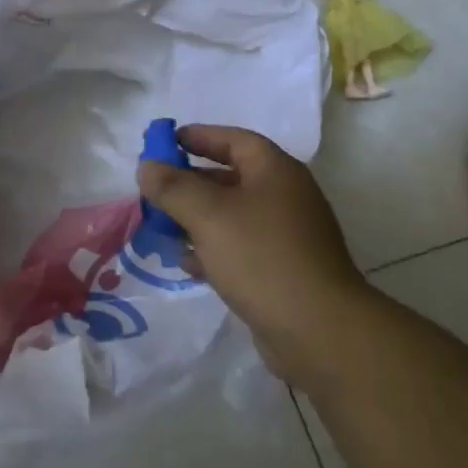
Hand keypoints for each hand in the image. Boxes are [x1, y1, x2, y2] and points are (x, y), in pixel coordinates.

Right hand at [137, 126, 368, 383]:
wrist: (318, 329)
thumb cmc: (262, 257)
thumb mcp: (209, 215)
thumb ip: (174, 188)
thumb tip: (148, 166)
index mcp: (276, 171)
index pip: (234, 140)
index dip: (200, 137)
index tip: (166, 142)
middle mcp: (285, 196)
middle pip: (232, 177)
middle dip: (192, 182)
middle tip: (156, 190)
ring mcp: (287, 236)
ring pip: (234, 216)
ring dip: (198, 219)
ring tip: (162, 227)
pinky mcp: (283, 270)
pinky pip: (241, 248)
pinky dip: (214, 249)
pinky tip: (188, 263)